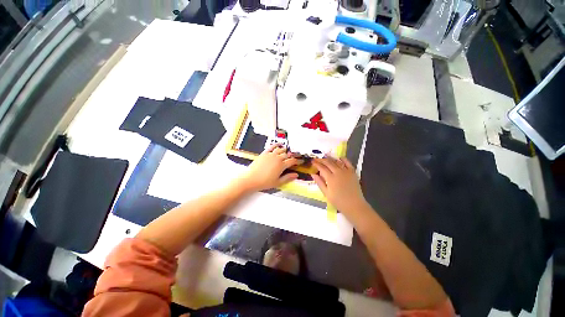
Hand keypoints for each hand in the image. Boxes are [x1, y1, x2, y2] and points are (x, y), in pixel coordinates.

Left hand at [239, 145, 301, 191]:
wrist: (251, 179)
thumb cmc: (265, 182)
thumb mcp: (278, 182)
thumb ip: (288, 178)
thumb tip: (296, 175)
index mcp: (281, 165)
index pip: (292, 161)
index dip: (298, 161)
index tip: (301, 161)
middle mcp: (277, 158)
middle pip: (287, 154)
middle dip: (293, 155)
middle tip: (295, 156)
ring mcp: (270, 154)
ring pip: (280, 149)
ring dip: (285, 150)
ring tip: (288, 151)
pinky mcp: (264, 153)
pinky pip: (272, 147)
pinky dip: (276, 145)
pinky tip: (279, 144)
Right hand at [312, 157, 367, 213]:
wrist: (354, 205)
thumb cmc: (338, 201)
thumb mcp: (326, 193)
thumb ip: (320, 182)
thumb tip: (313, 174)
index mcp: (331, 178)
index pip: (322, 168)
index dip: (316, 164)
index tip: (312, 161)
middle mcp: (338, 172)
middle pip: (328, 163)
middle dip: (322, 160)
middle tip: (317, 159)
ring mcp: (346, 171)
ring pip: (336, 162)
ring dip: (330, 158)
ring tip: (325, 157)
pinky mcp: (353, 172)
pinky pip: (348, 163)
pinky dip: (343, 159)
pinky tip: (339, 158)